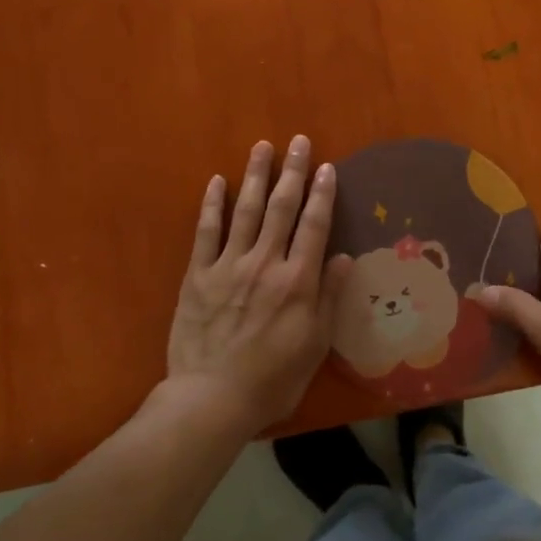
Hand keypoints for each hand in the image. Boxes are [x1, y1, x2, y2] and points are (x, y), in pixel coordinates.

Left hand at [164, 137, 351, 435]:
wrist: (211, 398)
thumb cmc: (272, 379)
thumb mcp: (315, 345)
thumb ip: (328, 298)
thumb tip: (342, 257)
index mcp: (297, 281)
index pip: (314, 226)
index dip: (322, 194)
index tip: (327, 167)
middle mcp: (265, 263)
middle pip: (282, 208)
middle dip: (292, 172)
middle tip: (298, 141)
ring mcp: (228, 265)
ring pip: (246, 210)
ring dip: (256, 176)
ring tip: (262, 146)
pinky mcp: (198, 275)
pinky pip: (206, 232)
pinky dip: (212, 205)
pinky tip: (217, 181)